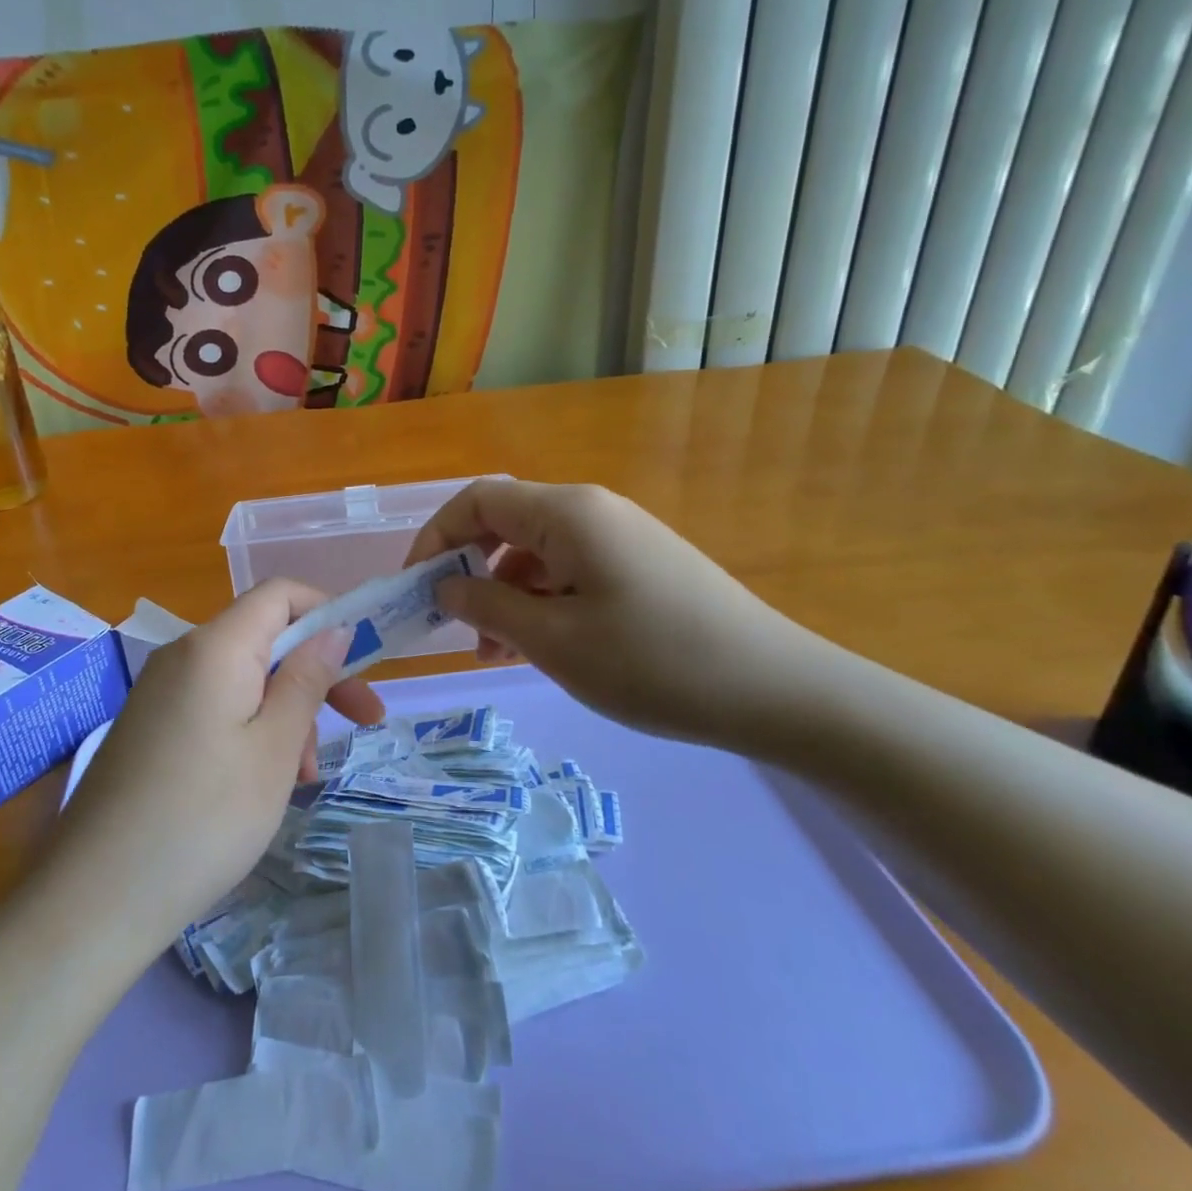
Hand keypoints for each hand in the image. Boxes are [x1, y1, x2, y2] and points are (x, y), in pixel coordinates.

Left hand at [45, 580, 383, 961]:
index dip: (328, 612)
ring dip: (286, 710)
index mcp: (214, 647)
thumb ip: (307, 679)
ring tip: (305, 776)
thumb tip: (334, 628)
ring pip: (243, 677)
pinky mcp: (149, 726)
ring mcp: (160, 691)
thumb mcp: (274, 749)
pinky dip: (251, 728)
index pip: (280, 593)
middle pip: (264, 637)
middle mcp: (182, 655)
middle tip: (363, 722)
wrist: (94, 898)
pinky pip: (214, 705)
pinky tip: (264, 782)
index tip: (365, 660)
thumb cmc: (204, 819)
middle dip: (316, 671)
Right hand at [405, 478, 831, 749]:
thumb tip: (444, 584)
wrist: (776, 690)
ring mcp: (619, 537)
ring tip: (496, 653)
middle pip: (505, 524)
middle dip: (469, 571)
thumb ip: (487, 605)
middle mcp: (590, 511)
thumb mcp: (554, 640)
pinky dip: (540, 603)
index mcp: (566, 513)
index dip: (435, 537)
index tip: (415, 588)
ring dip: (504, 595)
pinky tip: (538, 648)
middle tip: (455, 628)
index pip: (477, 500)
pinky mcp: (638, 565)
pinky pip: (569, 571)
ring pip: (536, 553)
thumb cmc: (652, 662)